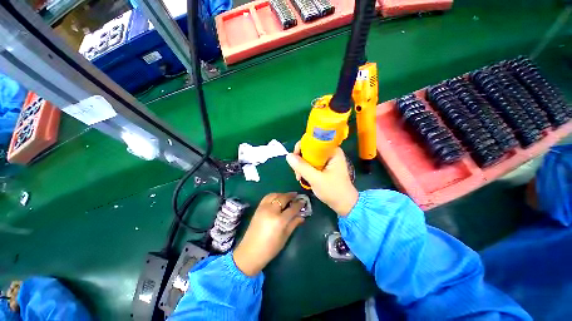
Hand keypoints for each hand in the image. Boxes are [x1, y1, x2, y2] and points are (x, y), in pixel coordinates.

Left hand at [233, 192, 305, 275]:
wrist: (250, 252)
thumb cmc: (270, 248)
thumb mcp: (285, 237)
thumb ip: (294, 224)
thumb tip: (302, 216)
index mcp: (279, 220)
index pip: (292, 208)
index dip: (299, 204)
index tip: (303, 201)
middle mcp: (271, 211)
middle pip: (283, 198)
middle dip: (291, 196)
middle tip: (296, 195)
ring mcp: (263, 208)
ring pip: (274, 195)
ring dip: (282, 194)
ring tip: (287, 196)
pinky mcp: (258, 208)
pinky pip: (267, 197)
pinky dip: (274, 195)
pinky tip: (277, 198)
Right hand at [286, 143, 357, 215]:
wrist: (345, 204)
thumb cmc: (333, 191)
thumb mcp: (316, 179)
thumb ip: (302, 167)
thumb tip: (288, 155)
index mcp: (332, 151)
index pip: (313, 141)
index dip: (301, 148)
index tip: (295, 159)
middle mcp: (330, 152)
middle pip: (309, 149)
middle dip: (300, 160)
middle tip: (297, 173)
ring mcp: (327, 159)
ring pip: (309, 157)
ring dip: (302, 166)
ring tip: (299, 178)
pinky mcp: (325, 166)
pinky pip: (311, 163)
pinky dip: (306, 169)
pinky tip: (303, 177)